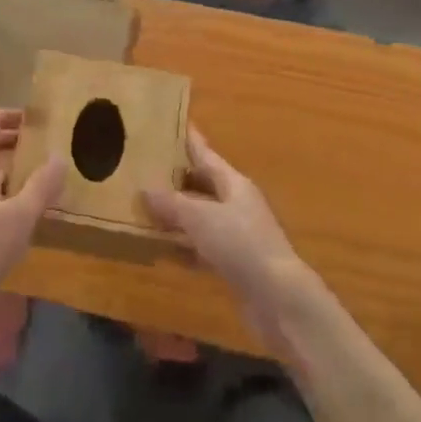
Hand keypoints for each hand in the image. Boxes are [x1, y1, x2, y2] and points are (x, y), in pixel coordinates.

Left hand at [0, 108, 66, 337]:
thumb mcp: (18, 216)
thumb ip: (41, 186)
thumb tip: (60, 154)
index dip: (5, 115)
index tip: (33, 117)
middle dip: (17, 141)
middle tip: (48, 144)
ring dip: (21, 169)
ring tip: (52, 174)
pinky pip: (1, 201)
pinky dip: (20, 196)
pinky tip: (40, 212)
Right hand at [143, 127, 318, 348]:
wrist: (278, 298)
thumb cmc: (241, 245)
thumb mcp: (200, 218)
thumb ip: (171, 203)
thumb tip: (145, 189)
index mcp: (234, 183)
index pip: (205, 154)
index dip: (188, 139)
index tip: (170, 123)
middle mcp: (236, 204)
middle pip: (202, 184)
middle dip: (175, 178)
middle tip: (143, 168)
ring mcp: (236, 235)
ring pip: (199, 217)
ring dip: (175, 215)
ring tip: (143, 207)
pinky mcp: (233, 263)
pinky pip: (201, 247)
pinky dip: (182, 246)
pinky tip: (160, 248)